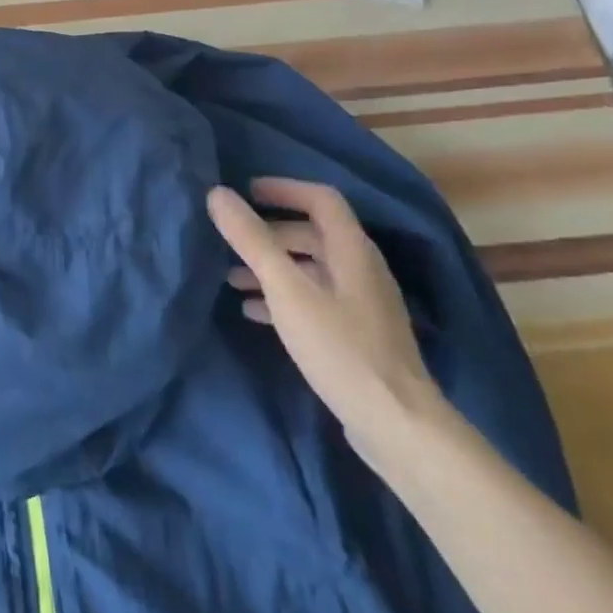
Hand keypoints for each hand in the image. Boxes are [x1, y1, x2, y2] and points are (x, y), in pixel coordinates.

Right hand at [208, 177, 444, 465]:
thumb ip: (252, 240)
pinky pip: (313, 299)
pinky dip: (282, 296)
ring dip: (271, 266)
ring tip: (231, 277)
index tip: (246, 191)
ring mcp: (361, 303)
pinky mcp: (356, 334)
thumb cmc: (339, 347)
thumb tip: (218, 194)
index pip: (320, 199)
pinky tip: (253, 311)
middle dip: (269, 232)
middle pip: (312, 234)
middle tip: (230, 239)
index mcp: (351, 249)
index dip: (283, 188)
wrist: (394, 423)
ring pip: (310, 268)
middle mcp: (361, 268)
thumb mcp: (287, 289)